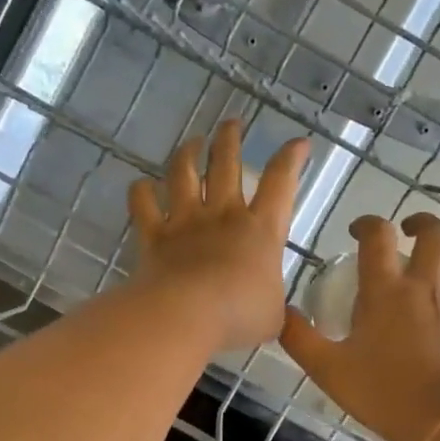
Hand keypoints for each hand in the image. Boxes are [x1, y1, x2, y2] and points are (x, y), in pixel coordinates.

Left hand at [128, 121, 309, 352]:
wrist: (186, 316)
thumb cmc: (239, 316)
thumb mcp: (272, 317)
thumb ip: (275, 307)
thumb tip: (276, 312)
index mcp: (261, 230)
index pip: (281, 183)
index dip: (291, 158)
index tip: (298, 143)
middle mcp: (223, 215)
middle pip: (227, 163)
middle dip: (230, 138)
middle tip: (232, 123)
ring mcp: (185, 222)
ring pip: (184, 174)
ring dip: (188, 153)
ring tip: (192, 142)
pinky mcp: (154, 235)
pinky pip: (143, 205)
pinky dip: (141, 191)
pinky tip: (141, 185)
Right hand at [280, 213, 439, 440]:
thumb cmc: (382, 393)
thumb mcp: (327, 369)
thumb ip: (299, 337)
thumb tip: (281, 312)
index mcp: (386, 290)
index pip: (378, 236)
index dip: (367, 224)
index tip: (358, 231)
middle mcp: (427, 286)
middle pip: (435, 234)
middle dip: (420, 223)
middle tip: (407, 233)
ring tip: (437, 268)